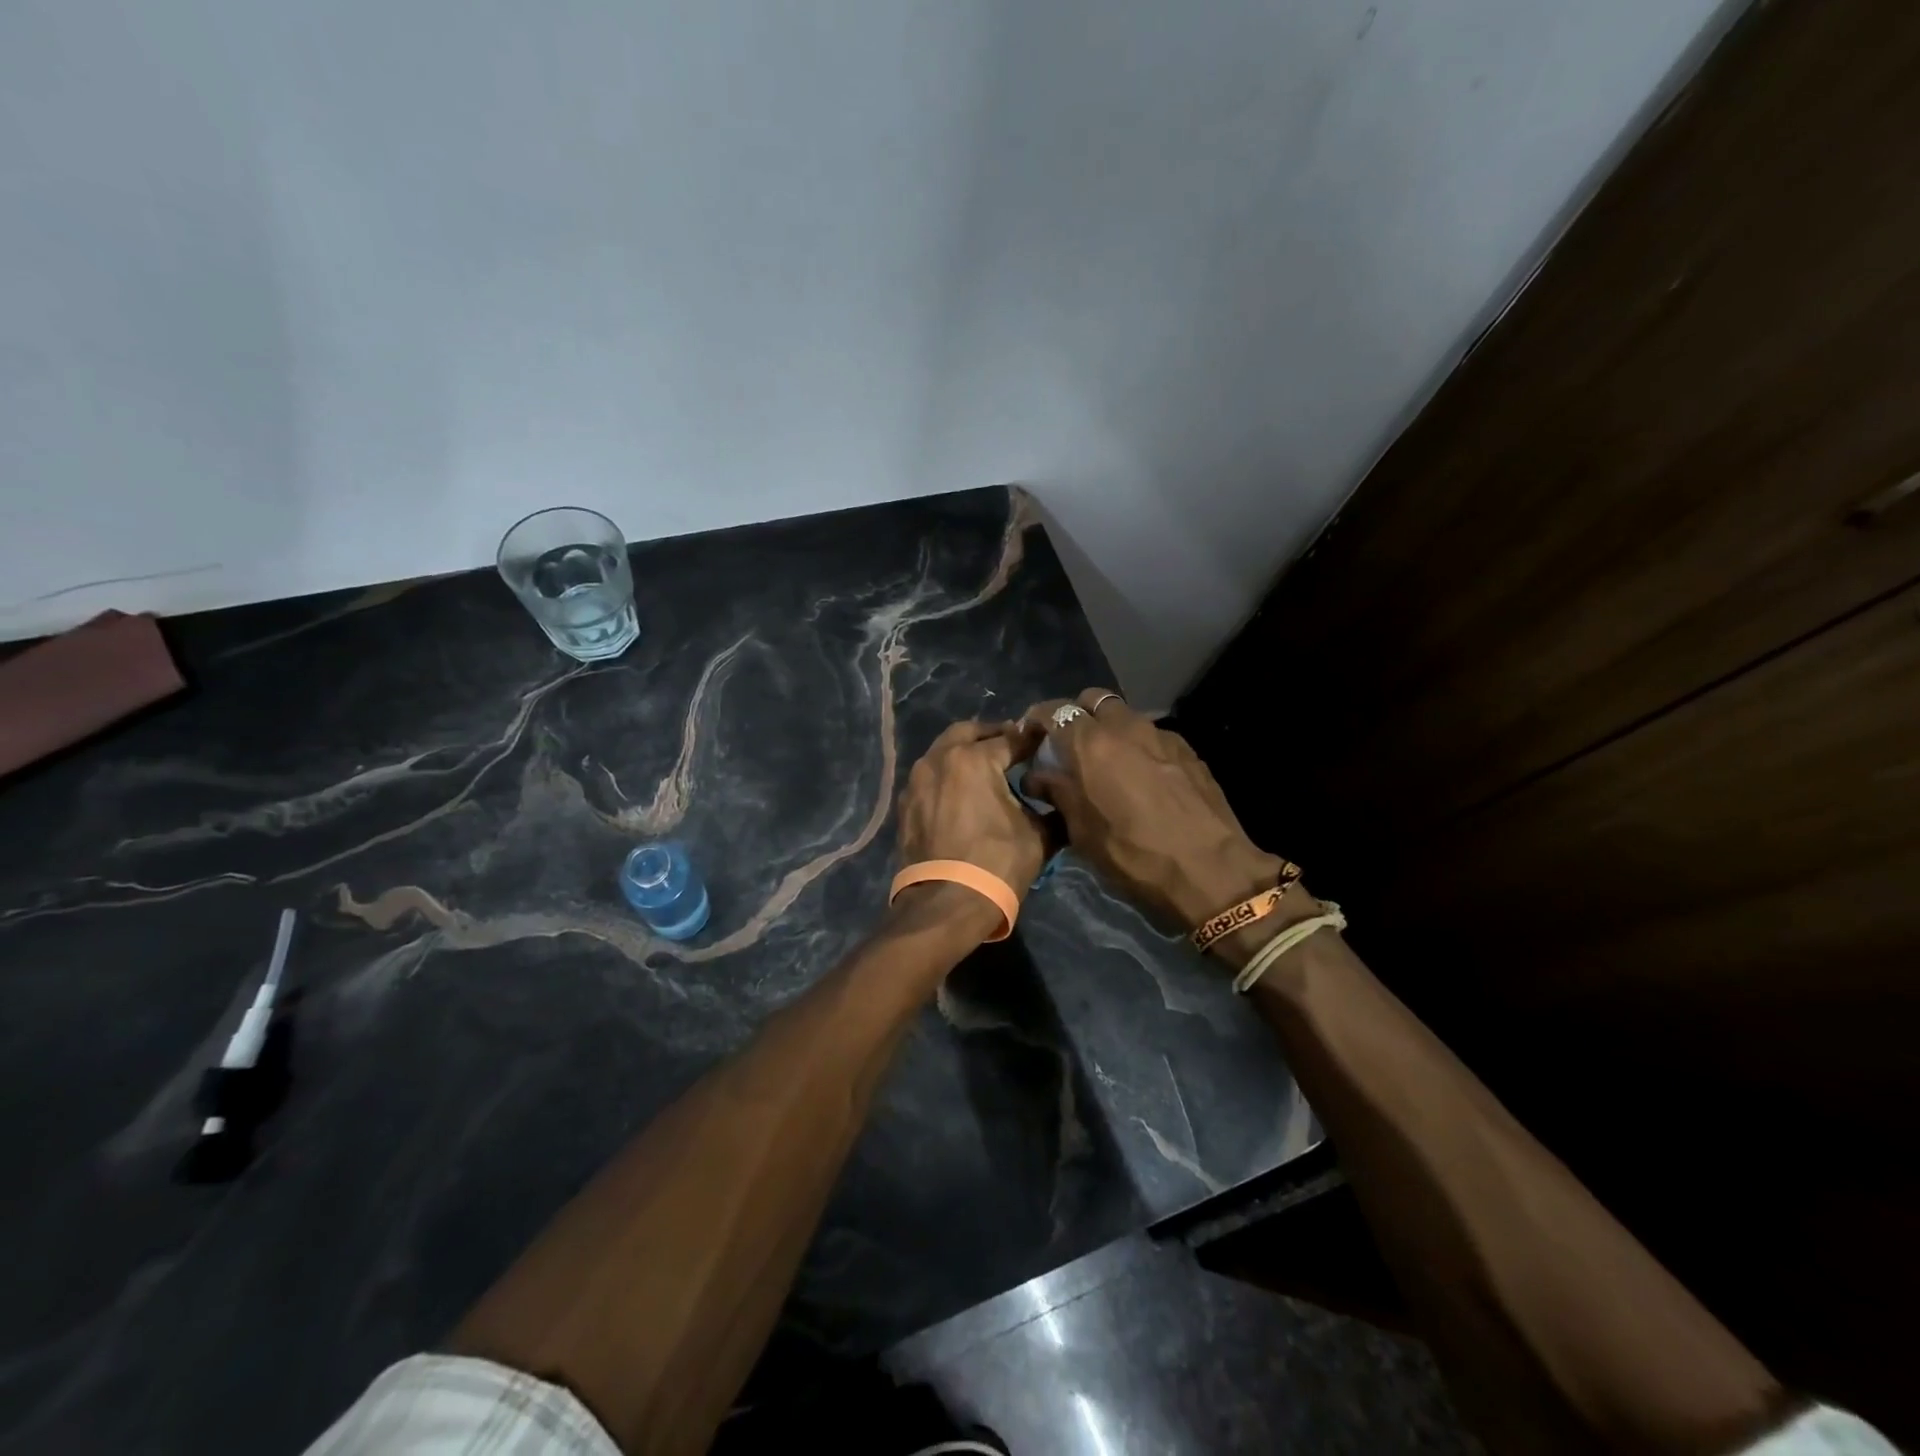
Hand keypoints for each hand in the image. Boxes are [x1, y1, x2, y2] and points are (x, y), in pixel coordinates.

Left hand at [895, 720, 1048, 936]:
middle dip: (991, 734)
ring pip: (943, 752)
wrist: (945, 905)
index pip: (1011, 739)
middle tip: (1012, 744)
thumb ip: (1052, 809)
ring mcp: (917, 781)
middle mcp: (940, 760)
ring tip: (986, 767)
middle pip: (968, 733)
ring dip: (964, 752)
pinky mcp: (906, 804)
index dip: (1031, 740)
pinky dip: (947, 775)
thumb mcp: (1038, 836)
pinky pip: (930, 777)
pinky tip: (962, 791)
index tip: (1044, 741)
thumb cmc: (996, 864)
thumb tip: (1062, 801)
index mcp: (974, 759)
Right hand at [1021, 689, 1289, 931]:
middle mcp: (1125, 727)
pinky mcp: (1188, 750)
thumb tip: (1035, 776)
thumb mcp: (1083, 831)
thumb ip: (1057, 793)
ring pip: (1125, 715)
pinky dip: (1138, 746)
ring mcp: (1161, 735)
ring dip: (1109, 729)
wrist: (1211, 869)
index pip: (1053, 711)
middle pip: (1093, 700)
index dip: (1036, 719)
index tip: (1029, 737)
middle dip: (1076, 715)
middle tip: (1069, 745)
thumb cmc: (1134, 854)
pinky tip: (1141, 776)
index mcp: (1091, 743)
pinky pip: (1152, 735)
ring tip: (1106, 762)